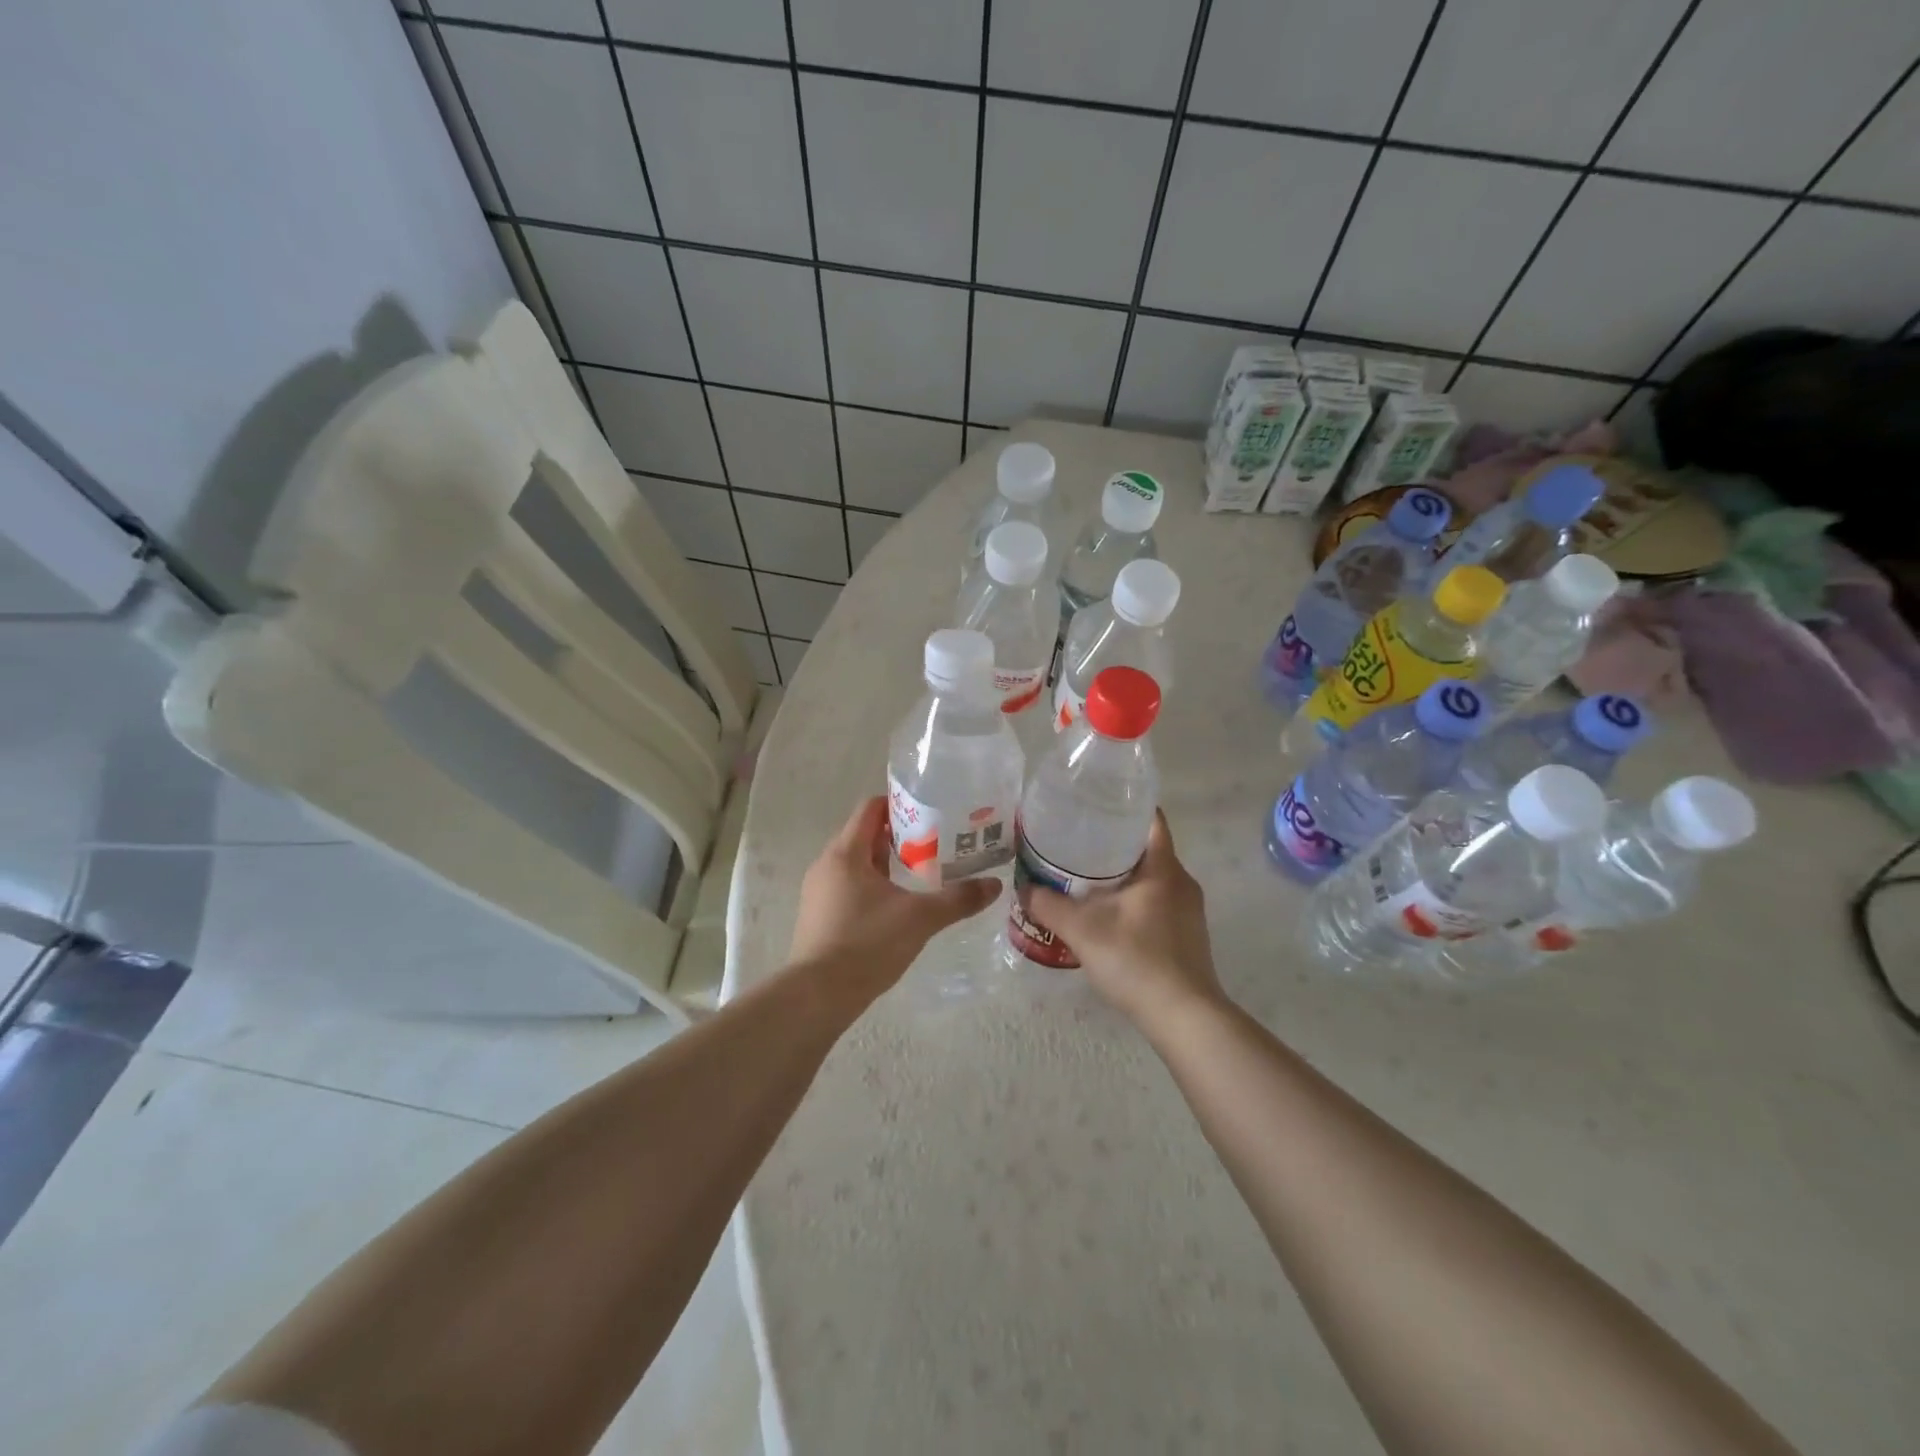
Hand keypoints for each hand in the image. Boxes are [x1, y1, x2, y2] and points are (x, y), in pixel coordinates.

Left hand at [787, 796, 1000, 1004]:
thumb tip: (994, 885)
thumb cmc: (867, 944)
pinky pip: (847, 887)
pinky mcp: (818, 917)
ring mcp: (818, 892)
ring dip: (885, 862)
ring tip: (919, 873)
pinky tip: (895, 906)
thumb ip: (958, 899)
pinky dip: (871, 886)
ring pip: (855, 863)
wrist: (818, 996)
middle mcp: (826, 865)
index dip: (898, 804)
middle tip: (933, 843)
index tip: (929, 811)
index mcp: (846, 853)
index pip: (869, 809)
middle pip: (862, 835)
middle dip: (897, 835)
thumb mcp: (920, 918)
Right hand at [1023, 811, 1225, 1031]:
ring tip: (1084, 880)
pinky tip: (1107, 917)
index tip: (1095, 807)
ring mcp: (1189, 912)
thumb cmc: (1137, 960)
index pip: (1151, 821)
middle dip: (1113, 845)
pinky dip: (1133, 902)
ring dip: (1122, 877)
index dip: (1124, 809)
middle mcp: (1182, 883)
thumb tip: (1024, 888)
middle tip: (1076, 844)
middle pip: (1148, 850)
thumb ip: (1049, 906)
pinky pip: (1157, 904)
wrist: (1184, 1017)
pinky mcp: (1187, 937)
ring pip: (1152, 880)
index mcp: (1164, 869)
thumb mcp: (1083, 930)